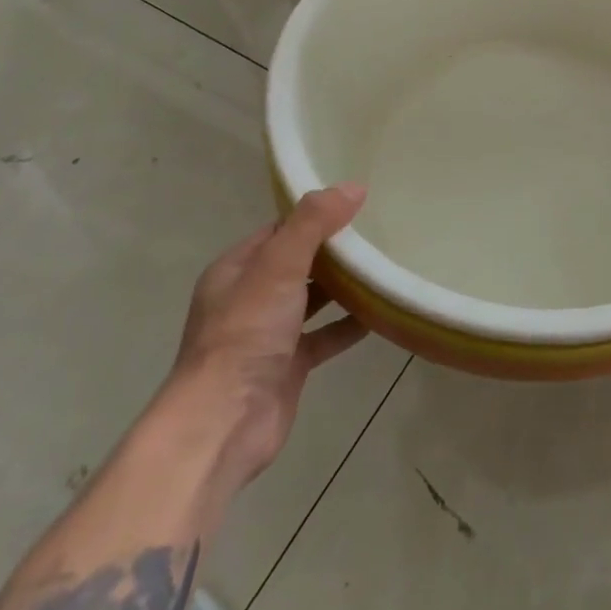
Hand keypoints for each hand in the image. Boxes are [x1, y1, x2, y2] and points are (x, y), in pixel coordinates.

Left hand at [159, 186, 368, 501]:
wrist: (224, 423)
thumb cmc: (246, 334)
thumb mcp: (278, 266)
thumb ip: (314, 223)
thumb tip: (353, 186)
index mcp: (237, 269)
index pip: (280, 229)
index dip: (315, 214)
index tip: (357, 202)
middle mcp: (250, 298)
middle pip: (299, 262)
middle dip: (334, 249)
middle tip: (380, 230)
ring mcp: (269, 334)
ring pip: (312, 299)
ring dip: (344, 286)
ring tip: (386, 265)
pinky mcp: (289, 365)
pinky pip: (325, 336)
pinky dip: (350, 324)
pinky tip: (381, 313)